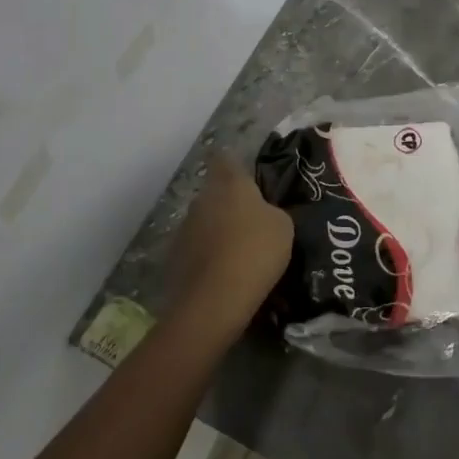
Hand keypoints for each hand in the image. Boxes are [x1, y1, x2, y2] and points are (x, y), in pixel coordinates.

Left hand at [170, 152, 293, 333]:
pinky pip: (196, 249)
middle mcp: (202, 199)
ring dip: (217, 232)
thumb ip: (271, 212)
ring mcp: (184, 228)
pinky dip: (207, 257)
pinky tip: (223, 275)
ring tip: (238, 254)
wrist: (215, 300)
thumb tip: (262, 214)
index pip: (224, 158)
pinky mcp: (175, 257)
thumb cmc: (255, 251)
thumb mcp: (283, 226)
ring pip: (204, 222)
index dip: (232, 163)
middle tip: (251, 223)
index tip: (243, 173)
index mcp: (229, 183)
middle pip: (215, 193)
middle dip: (229, 204)